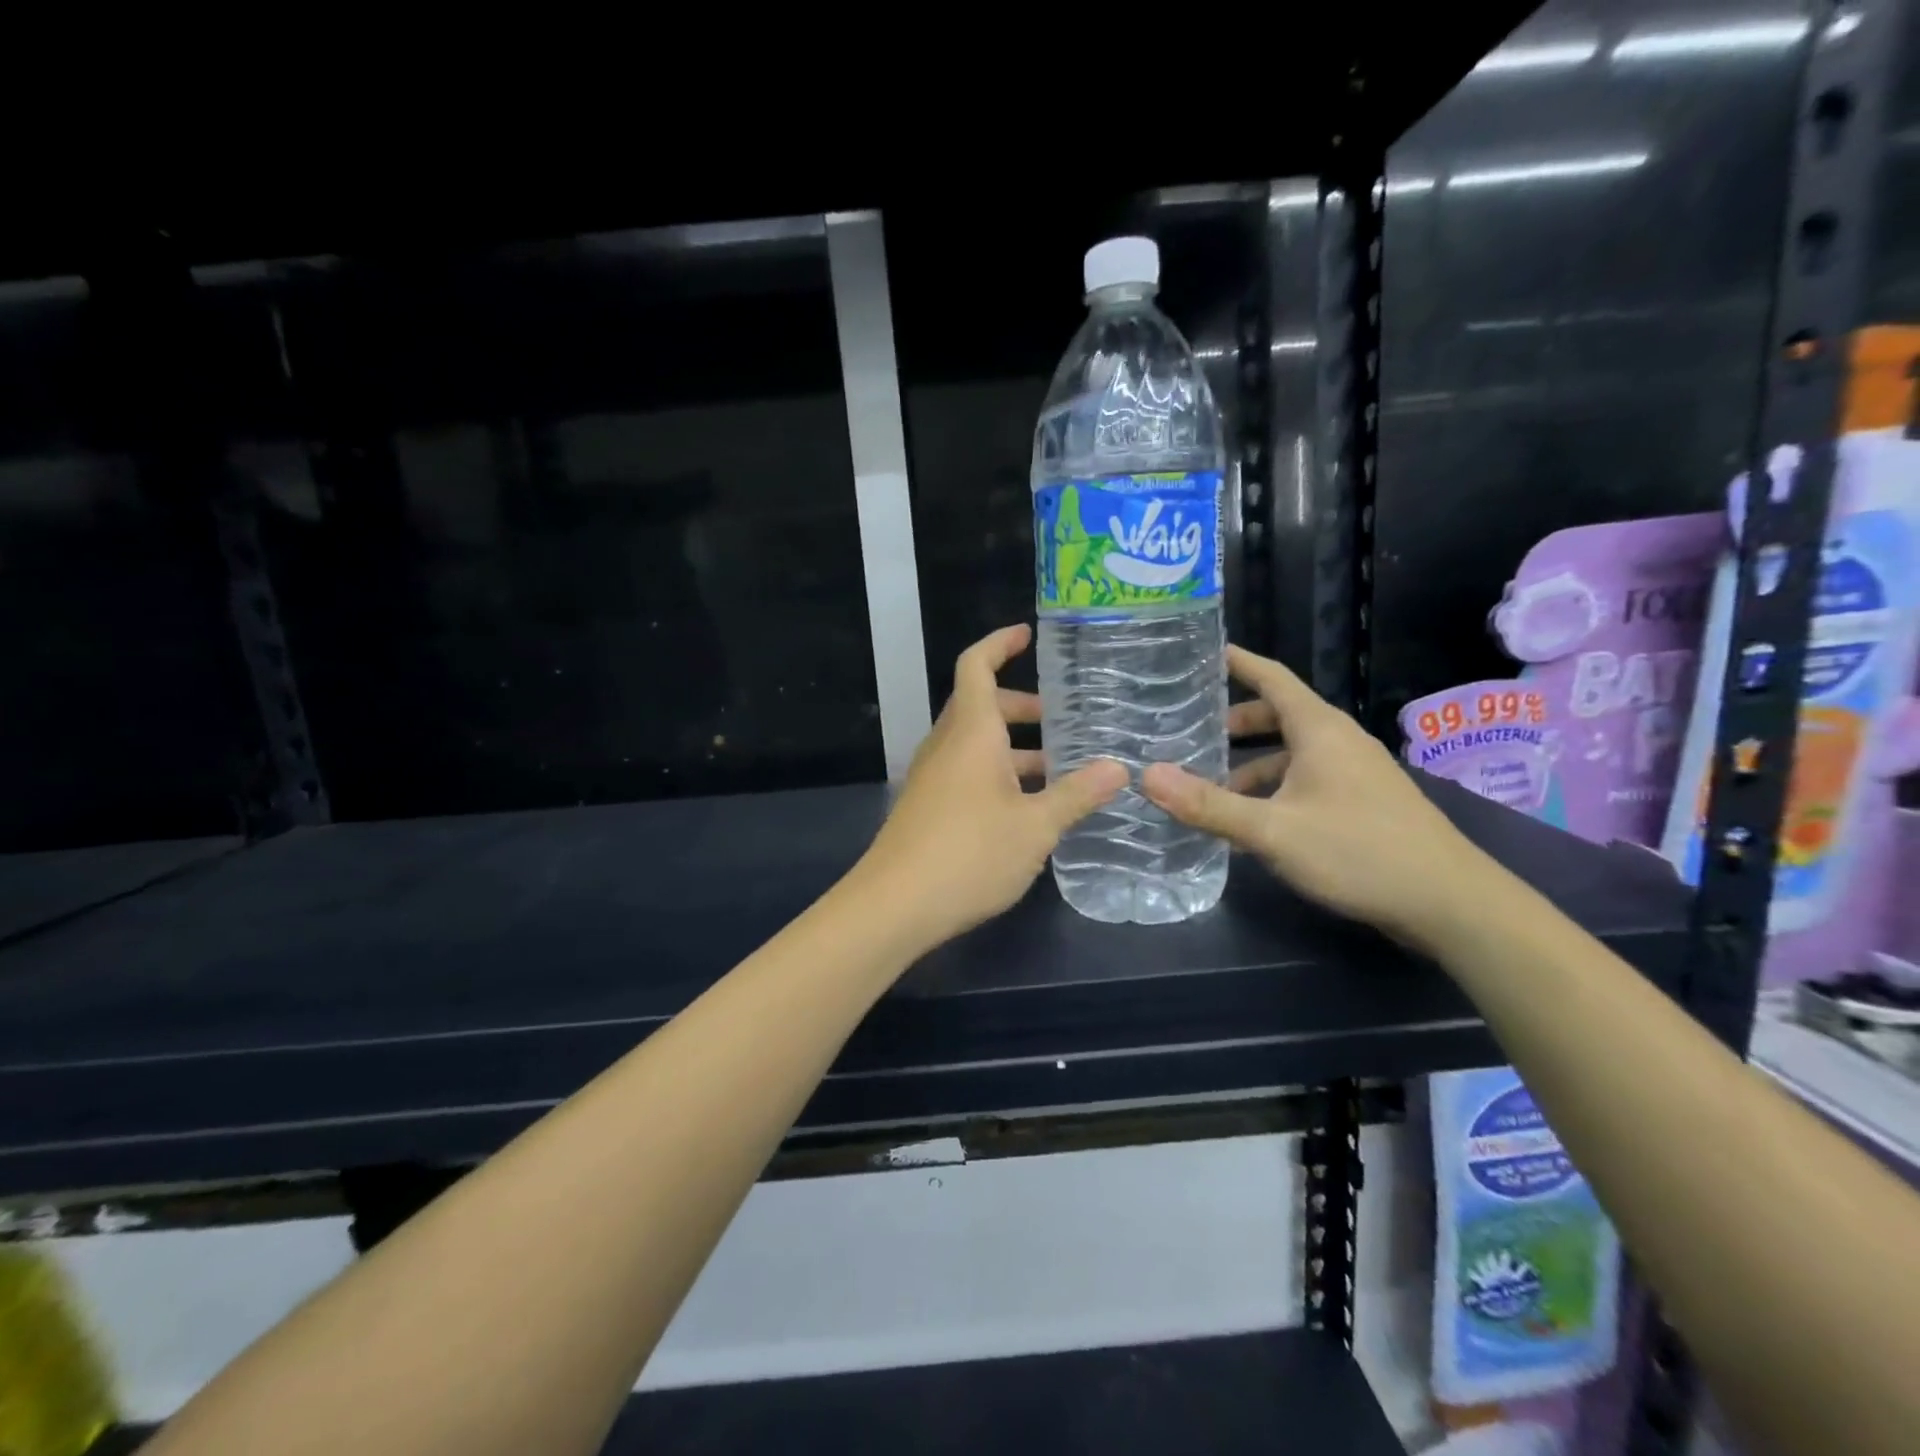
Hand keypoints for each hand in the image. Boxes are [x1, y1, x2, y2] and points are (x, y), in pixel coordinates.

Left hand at [856, 625, 1127, 948]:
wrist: (894, 906)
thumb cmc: (968, 854)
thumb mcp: (1035, 827)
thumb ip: (1077, 795)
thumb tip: (1119, 768)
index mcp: (971, 733)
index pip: (976, 666)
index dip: (1000, 643)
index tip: (1028, 634)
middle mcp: (947, 746)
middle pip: (982, 706)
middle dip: (1022, 706)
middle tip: (1064, 719)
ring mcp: (933, 778)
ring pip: (976, 744)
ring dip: (1014, 747)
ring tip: (1061, 769)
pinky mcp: (929, 808)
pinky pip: (967, 774)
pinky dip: (999, 775)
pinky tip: (1029, 808)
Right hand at [1141, 645, 1495, 949]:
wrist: (1449, 902)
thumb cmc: (1358, 851)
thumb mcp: (1273, 830)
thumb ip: (1209, 805)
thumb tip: (1147, 776)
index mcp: (1319, 729)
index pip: (1272, 676)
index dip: (1237, 662)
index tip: (1201, 652)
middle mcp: (1338, 741)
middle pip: (1279, 714)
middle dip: (1234, 723)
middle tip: (1190, 733)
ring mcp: (1355, 772)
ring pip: (1291, 753)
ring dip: (1251, 765)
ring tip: (1211, 791)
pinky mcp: (1362, 802)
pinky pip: (1306, 779)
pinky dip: (1274, 789)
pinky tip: (1254, 824)